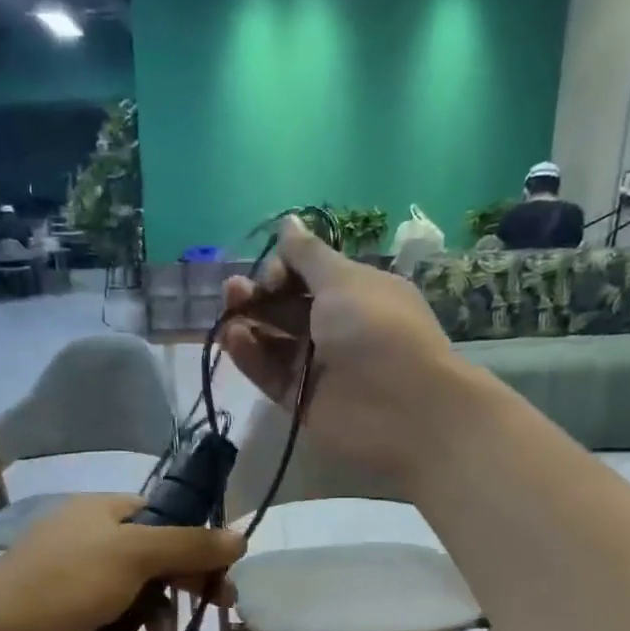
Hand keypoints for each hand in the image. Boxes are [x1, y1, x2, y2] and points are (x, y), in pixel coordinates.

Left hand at [0, 495, 244, 630]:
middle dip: (179, 586)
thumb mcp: (136, 555)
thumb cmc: (70, 583)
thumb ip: (190, 546)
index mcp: (101, 512)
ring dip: (152, 619)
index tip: (221, 572)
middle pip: (151, 559)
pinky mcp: (64, 620)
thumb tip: (241, 537)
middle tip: (214, 608)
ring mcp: (73, 582)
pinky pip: (108, 626)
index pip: (161, 516)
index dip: (194, 542)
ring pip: (133, 597)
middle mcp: (88, 540)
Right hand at [221, 215, 464, 481]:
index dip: (286, 269)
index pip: (310, 276)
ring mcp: (318, 367)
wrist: (401, 409)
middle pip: (288, 308)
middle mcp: (337, 328)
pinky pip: (270, 373)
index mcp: (358, 293)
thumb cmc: (377, 330)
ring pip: (274, 341)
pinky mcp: (300, 400)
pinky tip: (234, 338)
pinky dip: (251, 355)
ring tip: (228, 311)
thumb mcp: (344, 280)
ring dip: (249, 322)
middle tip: (235, 291)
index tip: (275, 273)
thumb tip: (288, 222)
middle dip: (260, 294)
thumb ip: (308, 256)